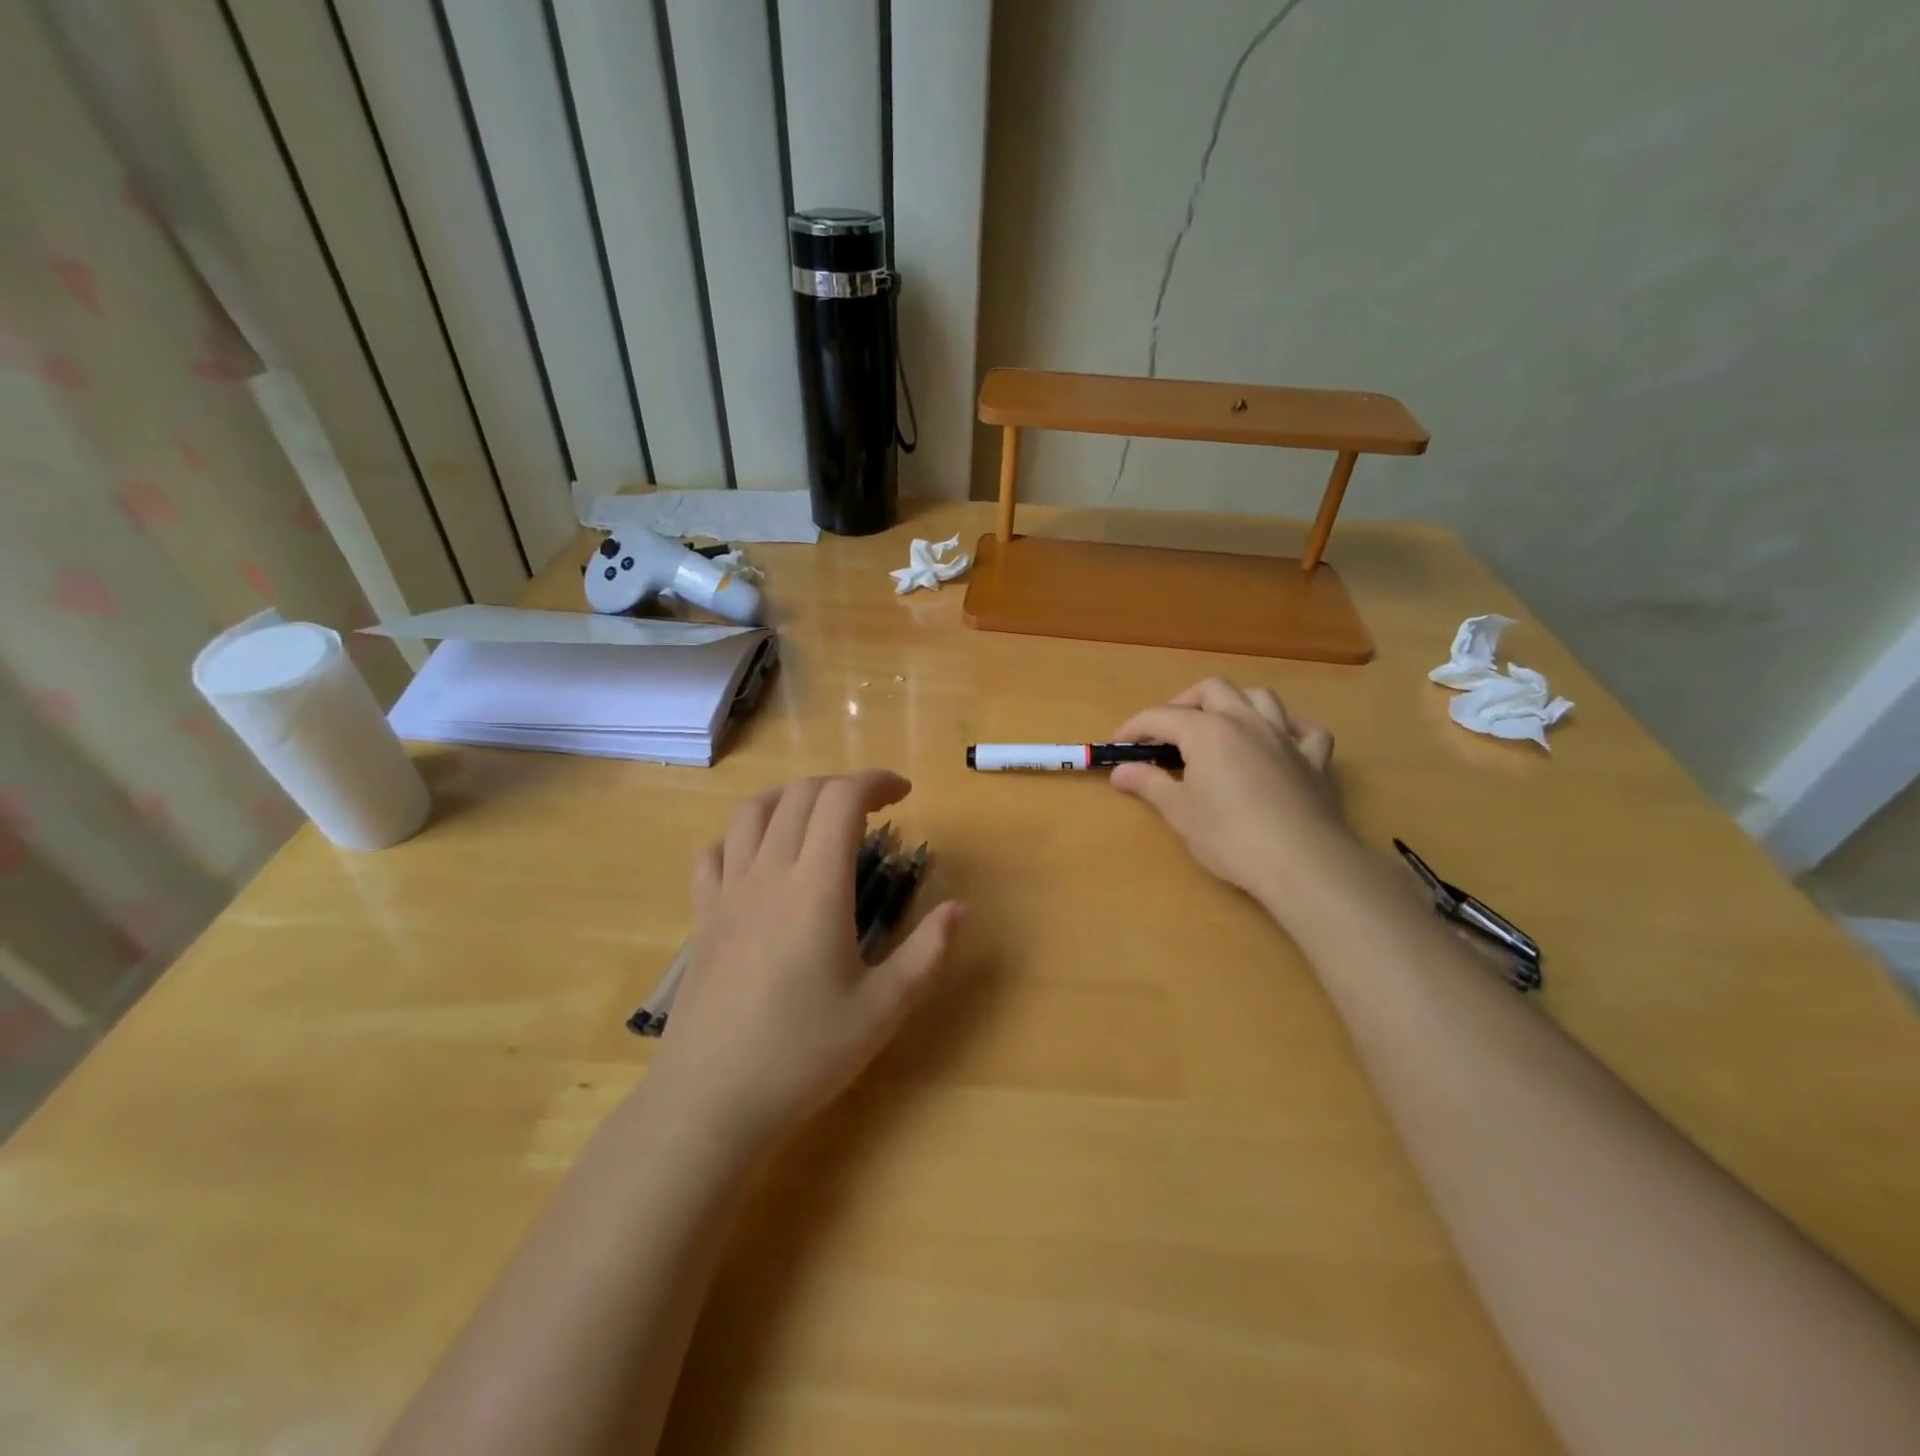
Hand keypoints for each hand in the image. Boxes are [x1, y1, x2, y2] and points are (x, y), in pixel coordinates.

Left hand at [647, 772, 965, 1146]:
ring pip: (752, 812)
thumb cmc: (804, 1054)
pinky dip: (741, 837)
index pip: (840, 800)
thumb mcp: (884, 1009)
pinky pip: (713, 853)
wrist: (712, 1100)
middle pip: (800, 795)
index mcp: (816, 887)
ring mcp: (727, 892)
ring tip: (817, 817)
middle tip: (873, 810)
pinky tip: (759, 859)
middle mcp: (768, 874)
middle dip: (841, 786)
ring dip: (791, 798)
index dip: (874, 782)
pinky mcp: (702, 917)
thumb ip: (927, 952)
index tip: (903, 794)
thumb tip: (961, 907)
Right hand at [1109, 679, 1351, 912]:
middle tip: (1168, 732)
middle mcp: (1245, 721)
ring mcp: (1285, 737)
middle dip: (1184, 703)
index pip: (1161, 716)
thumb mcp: (1179, 811)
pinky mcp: (1315, 760)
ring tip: (1220, 727)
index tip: (1118, 745)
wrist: (1300, 862)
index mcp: (1207, 731)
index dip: (1135, 727)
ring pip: (1260, 697)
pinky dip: (1287, 730)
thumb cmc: (1229, 836)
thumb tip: (1120, 770)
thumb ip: (1149, 783)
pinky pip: (1304, 730)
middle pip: (1212, 690)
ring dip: (1235, 704)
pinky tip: (1277, 744)